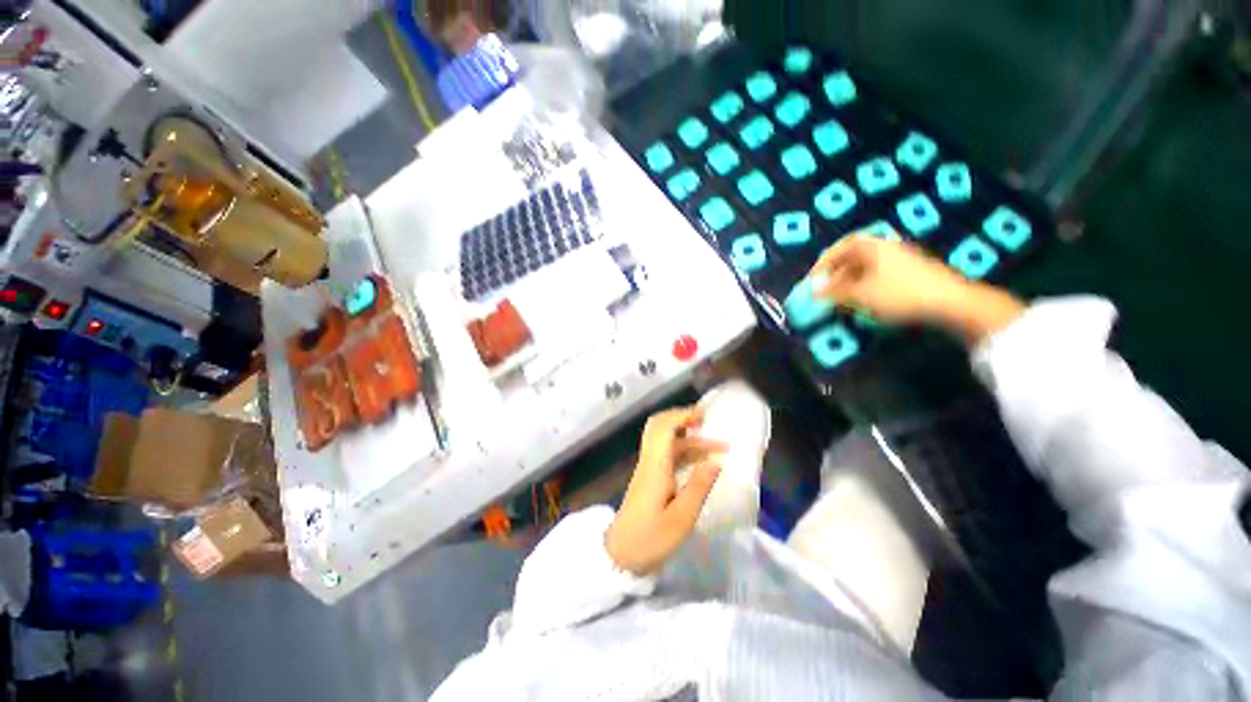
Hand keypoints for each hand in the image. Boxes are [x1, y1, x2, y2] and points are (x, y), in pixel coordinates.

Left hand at [605, 407, 725, 574]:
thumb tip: (715, 462)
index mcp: (655, 466)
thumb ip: (698, 488)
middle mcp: (649, 461)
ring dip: (690, 440)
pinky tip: (703, 464)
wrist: (620, 556)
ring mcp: (648, 469)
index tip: (704, 416)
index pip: (663, 428)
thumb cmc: (650, 539)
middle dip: (683, 419)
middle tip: (708, 422)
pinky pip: (668, 455)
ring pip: (667, 442)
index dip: (682, 416)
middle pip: (660, 427)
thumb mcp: (680, 519)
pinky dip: (685, 452)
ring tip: (719, 449)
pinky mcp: (650, 478)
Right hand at [808, 234, 1025, 343]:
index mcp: (873, 246)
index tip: (812, 280)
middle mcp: (886, 247)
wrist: (951, 302)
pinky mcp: (911, 273)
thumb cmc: (899, 294)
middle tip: (825, 293)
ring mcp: (901, 259)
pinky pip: (878, 276)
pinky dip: (864, 287)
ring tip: (841, 300)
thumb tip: (813, 293)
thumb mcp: (860, 295)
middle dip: (835, 276)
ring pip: (865, 268)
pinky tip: (864, 302)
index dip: (822, 264)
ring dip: (849, 283)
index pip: (840, 248)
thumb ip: (834, 292)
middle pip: (852, 258)